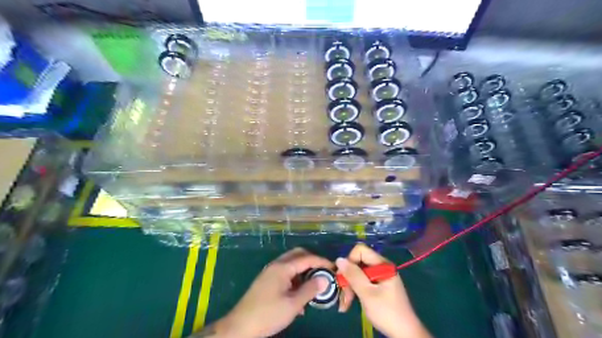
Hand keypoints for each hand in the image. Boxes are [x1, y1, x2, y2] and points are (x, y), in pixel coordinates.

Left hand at [212, 247, 333, 335]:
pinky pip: (285, 273)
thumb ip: (310, 289)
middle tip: (323, 271)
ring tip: (313, 285)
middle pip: (297, 255)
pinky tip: (298, 295)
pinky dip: (295, 278)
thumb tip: (325, 279)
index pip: (307, 258)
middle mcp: (276, 265)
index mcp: (283, 267)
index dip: (322, 262)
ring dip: (303, 270)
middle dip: (312, 261)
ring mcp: (270, 272)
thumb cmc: (268, 314)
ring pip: (291, 264)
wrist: (240, 326)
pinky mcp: (266, 280)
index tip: (334, 268)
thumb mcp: (293, 304)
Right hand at [337, 243, 429, 337]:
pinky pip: (362, 282)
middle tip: (343, 295)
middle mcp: (381, 267)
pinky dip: (355, 291)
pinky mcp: (378, 286)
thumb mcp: (367, 294)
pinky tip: (349, 303)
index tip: (344, 277)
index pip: (360, 250)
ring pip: (358, 274)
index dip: (350, 261)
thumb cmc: (387, 312)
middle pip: (358, 263)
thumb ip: (353, 275)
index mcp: (382, 264)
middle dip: (348, 278)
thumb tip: (339, 259)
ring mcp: (380, 277)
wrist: (404, 334)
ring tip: (345, 304)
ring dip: (349, 287)